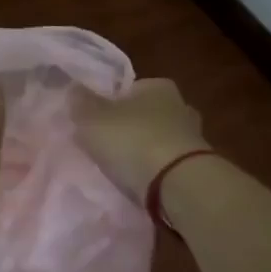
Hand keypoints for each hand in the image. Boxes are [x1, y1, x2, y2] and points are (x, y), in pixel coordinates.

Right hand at [71, 78, 209, 203]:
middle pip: (145, 114)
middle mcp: (180, 105)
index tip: (94, 122)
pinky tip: (138, 182)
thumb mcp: (93, 119)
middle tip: (104, 145)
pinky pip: (166, 163)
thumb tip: (74, 87)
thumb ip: (81, 102)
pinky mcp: (195, 166)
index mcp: (157, 86)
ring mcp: (192, 137)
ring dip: (141, 150)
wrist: (178, 185)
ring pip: (158, 139)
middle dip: (127, 127)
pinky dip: (154, 170)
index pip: (129, 89)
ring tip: (119, 168)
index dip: (109, 103)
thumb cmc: (132, 141)